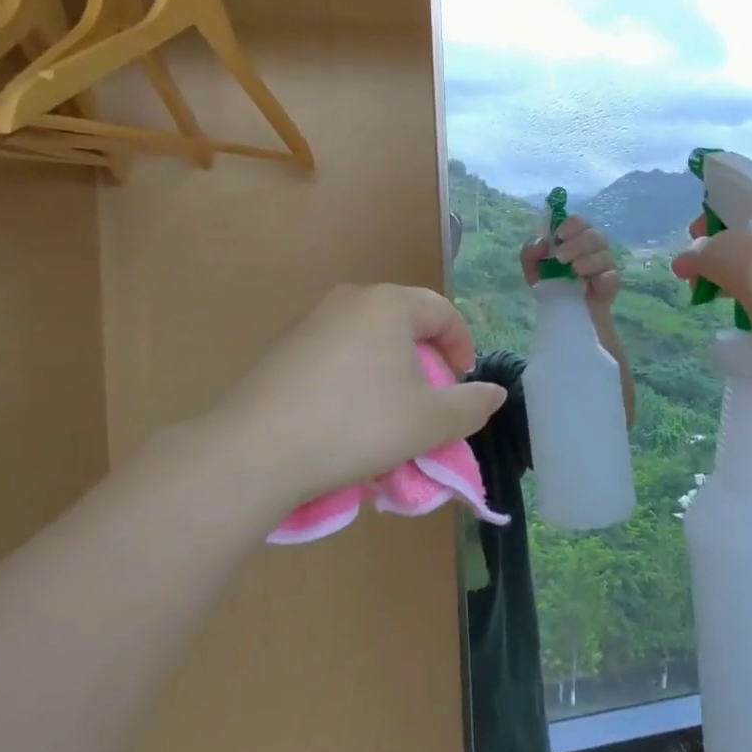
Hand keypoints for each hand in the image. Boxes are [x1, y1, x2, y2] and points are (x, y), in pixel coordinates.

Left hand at [182, 285, 508, 512]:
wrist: (255, 451)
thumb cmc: (357, 425)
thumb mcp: (429, 422)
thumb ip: (471, 405)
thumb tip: (495, 393)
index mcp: (389, 304)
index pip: (443, 312)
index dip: (463, 346)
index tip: (464, 384)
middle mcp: (349, 299)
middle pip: (405, 323)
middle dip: (425, 361)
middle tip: (430, 401)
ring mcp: (310, 321)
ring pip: (368, 340)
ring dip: (389, 372)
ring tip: (389, 415)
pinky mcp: (282, 349)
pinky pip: (335, 355)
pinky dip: (354, 379)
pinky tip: (346, 419)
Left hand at [521, 214, 621, 308]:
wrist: (564, 315)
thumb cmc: (551, 285)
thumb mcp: (534, 270)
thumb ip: (530, 253)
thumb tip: (541, 242)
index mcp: (575, 238)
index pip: (578, 221)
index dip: (570, 225)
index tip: (559, 236)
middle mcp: (593, 248)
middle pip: (594, 235)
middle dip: (577, 244)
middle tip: (561, 257)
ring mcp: (605, 266)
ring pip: (605, 255)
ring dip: (588, 260)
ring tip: (574, 271)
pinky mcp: (611, 286)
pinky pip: (613, 277)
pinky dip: (602, 278)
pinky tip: (589, 284)